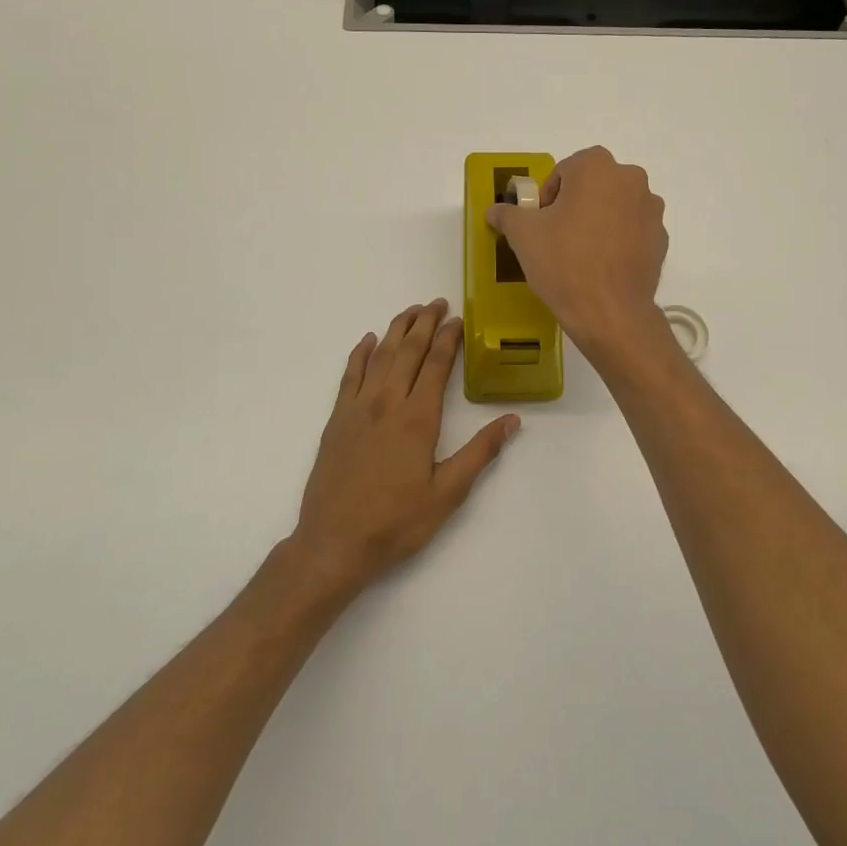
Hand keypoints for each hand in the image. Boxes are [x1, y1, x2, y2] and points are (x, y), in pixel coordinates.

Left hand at [291, 299, 519, 600]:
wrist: (334, 543)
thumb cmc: (396, 522)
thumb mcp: (447, 493)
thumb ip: (480, 453)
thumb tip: (512, 420)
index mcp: (417, 418)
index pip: (435, 365)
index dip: (448, 338)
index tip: (458, 318)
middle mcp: (387, 403)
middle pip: (407, 351)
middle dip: (424, 323)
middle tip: (437, 302)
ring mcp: (357, 408)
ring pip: (379, 356)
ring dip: (396, 330)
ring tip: (410, 311)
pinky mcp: (336, 420)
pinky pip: (349, 375)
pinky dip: (359, 354)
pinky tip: (367, 341)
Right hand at [484, 146, 669, 354]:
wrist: (610, 312)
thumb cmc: (563, 262)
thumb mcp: (523, 235)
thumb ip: (507, 214)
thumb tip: (495, 210)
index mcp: (597, 167)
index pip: (564, 170)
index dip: (548, 196)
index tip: (541, 222)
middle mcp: (630, 179)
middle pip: (593, 185)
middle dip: (575, 204)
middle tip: (558, 236)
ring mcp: (651, 209)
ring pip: (616, 206)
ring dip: (599, 219)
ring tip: (582, 253)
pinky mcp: (661, 238)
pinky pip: (633, 230)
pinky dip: (619, 239)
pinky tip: (603, 266)